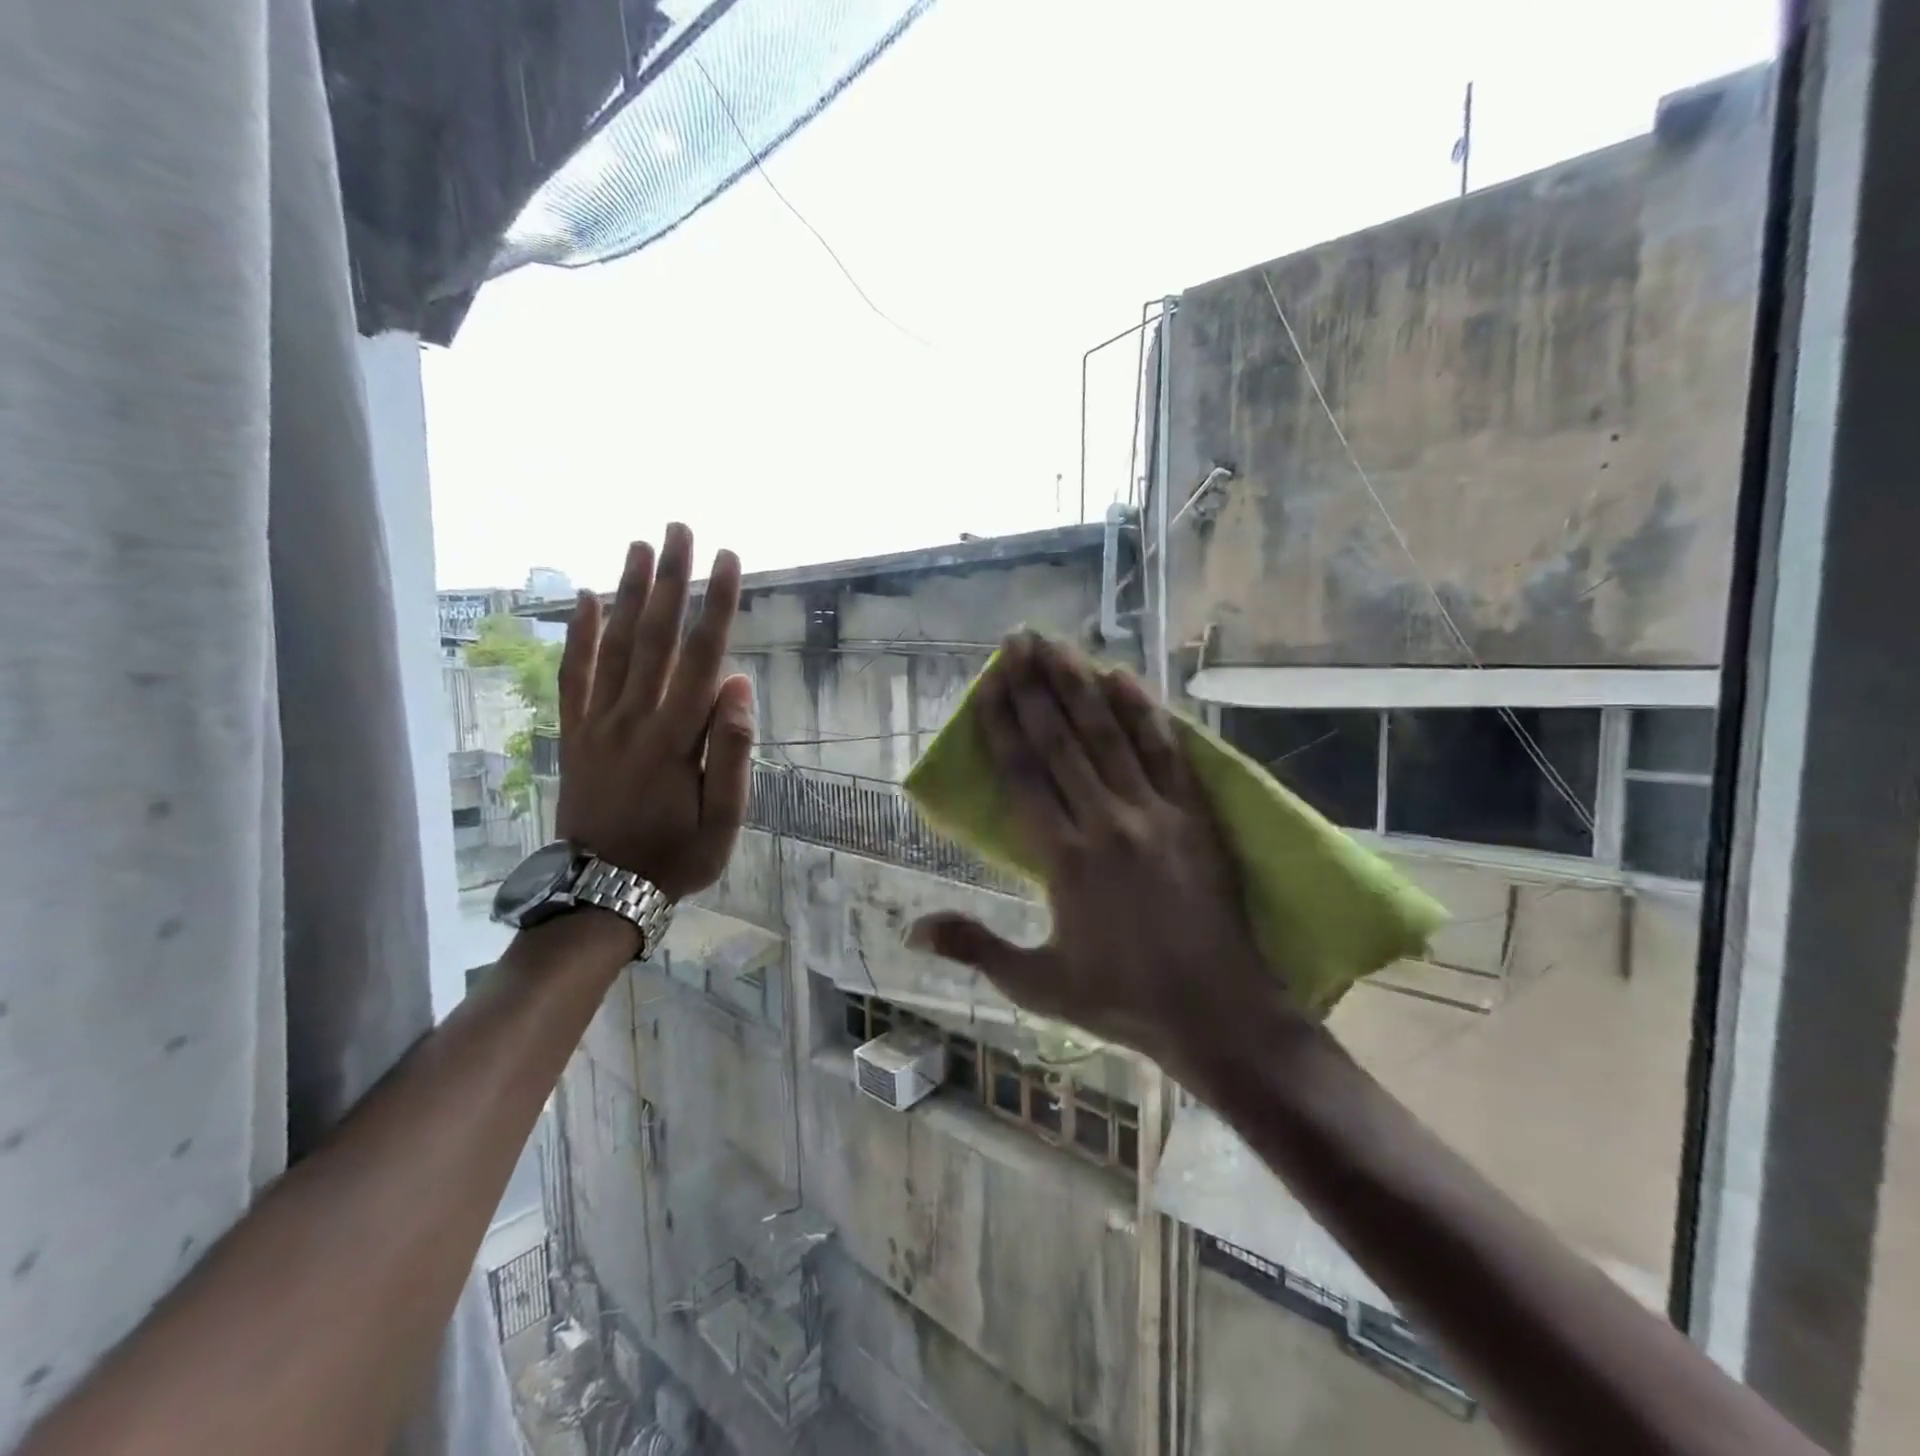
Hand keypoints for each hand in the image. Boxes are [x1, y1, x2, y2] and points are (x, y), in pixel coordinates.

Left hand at [556, 523, 753, 899]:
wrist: (603, 891)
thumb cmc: (676, 856)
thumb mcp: (723, 819)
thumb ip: (732, 751)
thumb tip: (738, 685)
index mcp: (676, 737)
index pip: (701, 657)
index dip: (717, 606)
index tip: (729, 560)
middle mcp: (633, 718)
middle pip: (654, 637)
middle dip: (670, 580)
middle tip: (678, 529)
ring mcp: (598, 724)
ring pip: (613, 646)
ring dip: (627, 593)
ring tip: (637, 546)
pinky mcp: (574, 735)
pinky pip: (574, 677)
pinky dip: (578, 637)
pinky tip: (585, 601)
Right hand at [908, 632, 1290, 1078]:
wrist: (1217, 1011)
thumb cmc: (1122, 999)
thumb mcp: (1038, 984)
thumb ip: (976, 947)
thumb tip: (911, 929)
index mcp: (1064, 858)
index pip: (1024, 773)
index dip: (1003, 723)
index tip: (988, 681)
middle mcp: (1106, 822)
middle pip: (1062, 741)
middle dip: (1035, 686)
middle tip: (1017, 640)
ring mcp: (1155, 813)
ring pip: (1110, 735)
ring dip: (1081, 685)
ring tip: (1058, 645)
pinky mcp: (1194, 814)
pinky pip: (1165, 752)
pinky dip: (1144, 712)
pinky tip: (1125, 678)